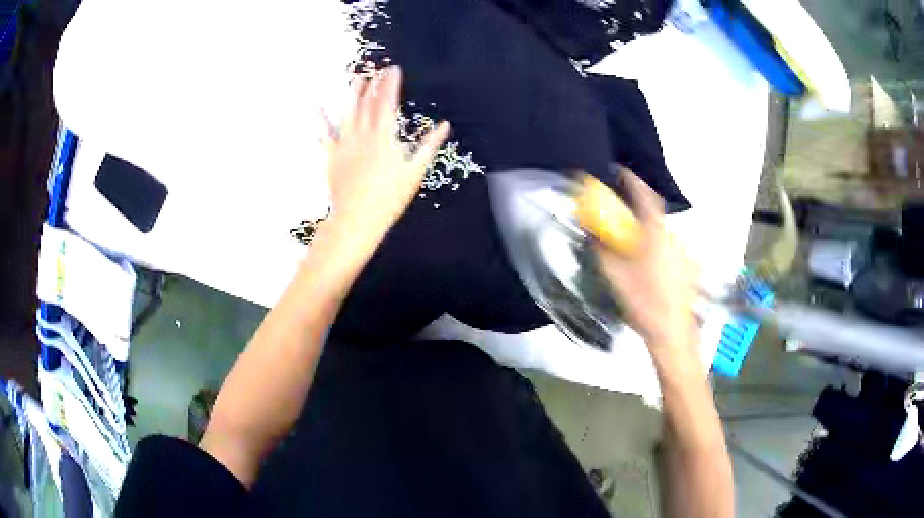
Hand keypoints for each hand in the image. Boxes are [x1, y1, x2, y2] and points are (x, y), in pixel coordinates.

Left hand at [320, 66, 449, 245]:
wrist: (358, 217)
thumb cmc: (390, 197)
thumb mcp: (415, 171)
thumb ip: (428, 145)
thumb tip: (444, 126)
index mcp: (384, 137)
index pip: (388, 102)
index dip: (390, 83)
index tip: (394, 69)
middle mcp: (363, 134)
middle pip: (367, 103)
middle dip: (373, 83)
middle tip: (376, 69)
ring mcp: (345, 144)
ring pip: (348, 112)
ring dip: (352, 94)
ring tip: (356, 78)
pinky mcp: (332, 155)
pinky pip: (325, 134)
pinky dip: (320, 120)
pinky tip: (316, 107)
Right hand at [596, 171, 698, 352]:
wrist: (672, 331)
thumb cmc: (643, 301)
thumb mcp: (615, 276)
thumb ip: (602, 250)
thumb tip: (591, 233)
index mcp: (655, 233)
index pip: (644, 195)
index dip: (631, 179)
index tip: (618, 171)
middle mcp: (672, 236)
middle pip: (653, 213)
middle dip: (637, 210)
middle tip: (620, 218)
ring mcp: (683, 251)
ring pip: (661, 233)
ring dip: (647, 232)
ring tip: (634, 249)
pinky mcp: (688, 266)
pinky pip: (669, 248)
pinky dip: (657, 248)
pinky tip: (650, 269)